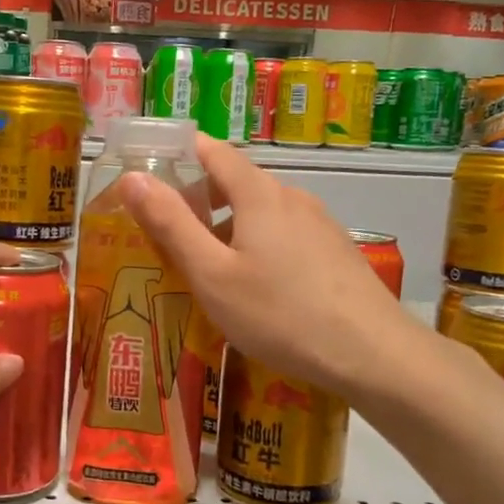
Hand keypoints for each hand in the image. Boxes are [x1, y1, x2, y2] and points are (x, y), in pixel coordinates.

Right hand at [120, 134, 422, 396]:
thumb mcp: (212, 274)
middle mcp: (292, 197)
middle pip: (238, 182)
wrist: (371, 352)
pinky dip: (258, 244)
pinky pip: (286, 234)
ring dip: (229, 226)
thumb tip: (133, 177)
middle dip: (200, 198)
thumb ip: (171, 224)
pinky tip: (256, 287)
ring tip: (208, 266)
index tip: (149, 168)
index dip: (179, 152)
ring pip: (263, 212)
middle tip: (169, 231)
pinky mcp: (335, 251)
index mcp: (259, 194)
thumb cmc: (280, 313)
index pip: (213, 151)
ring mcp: (320, 224)